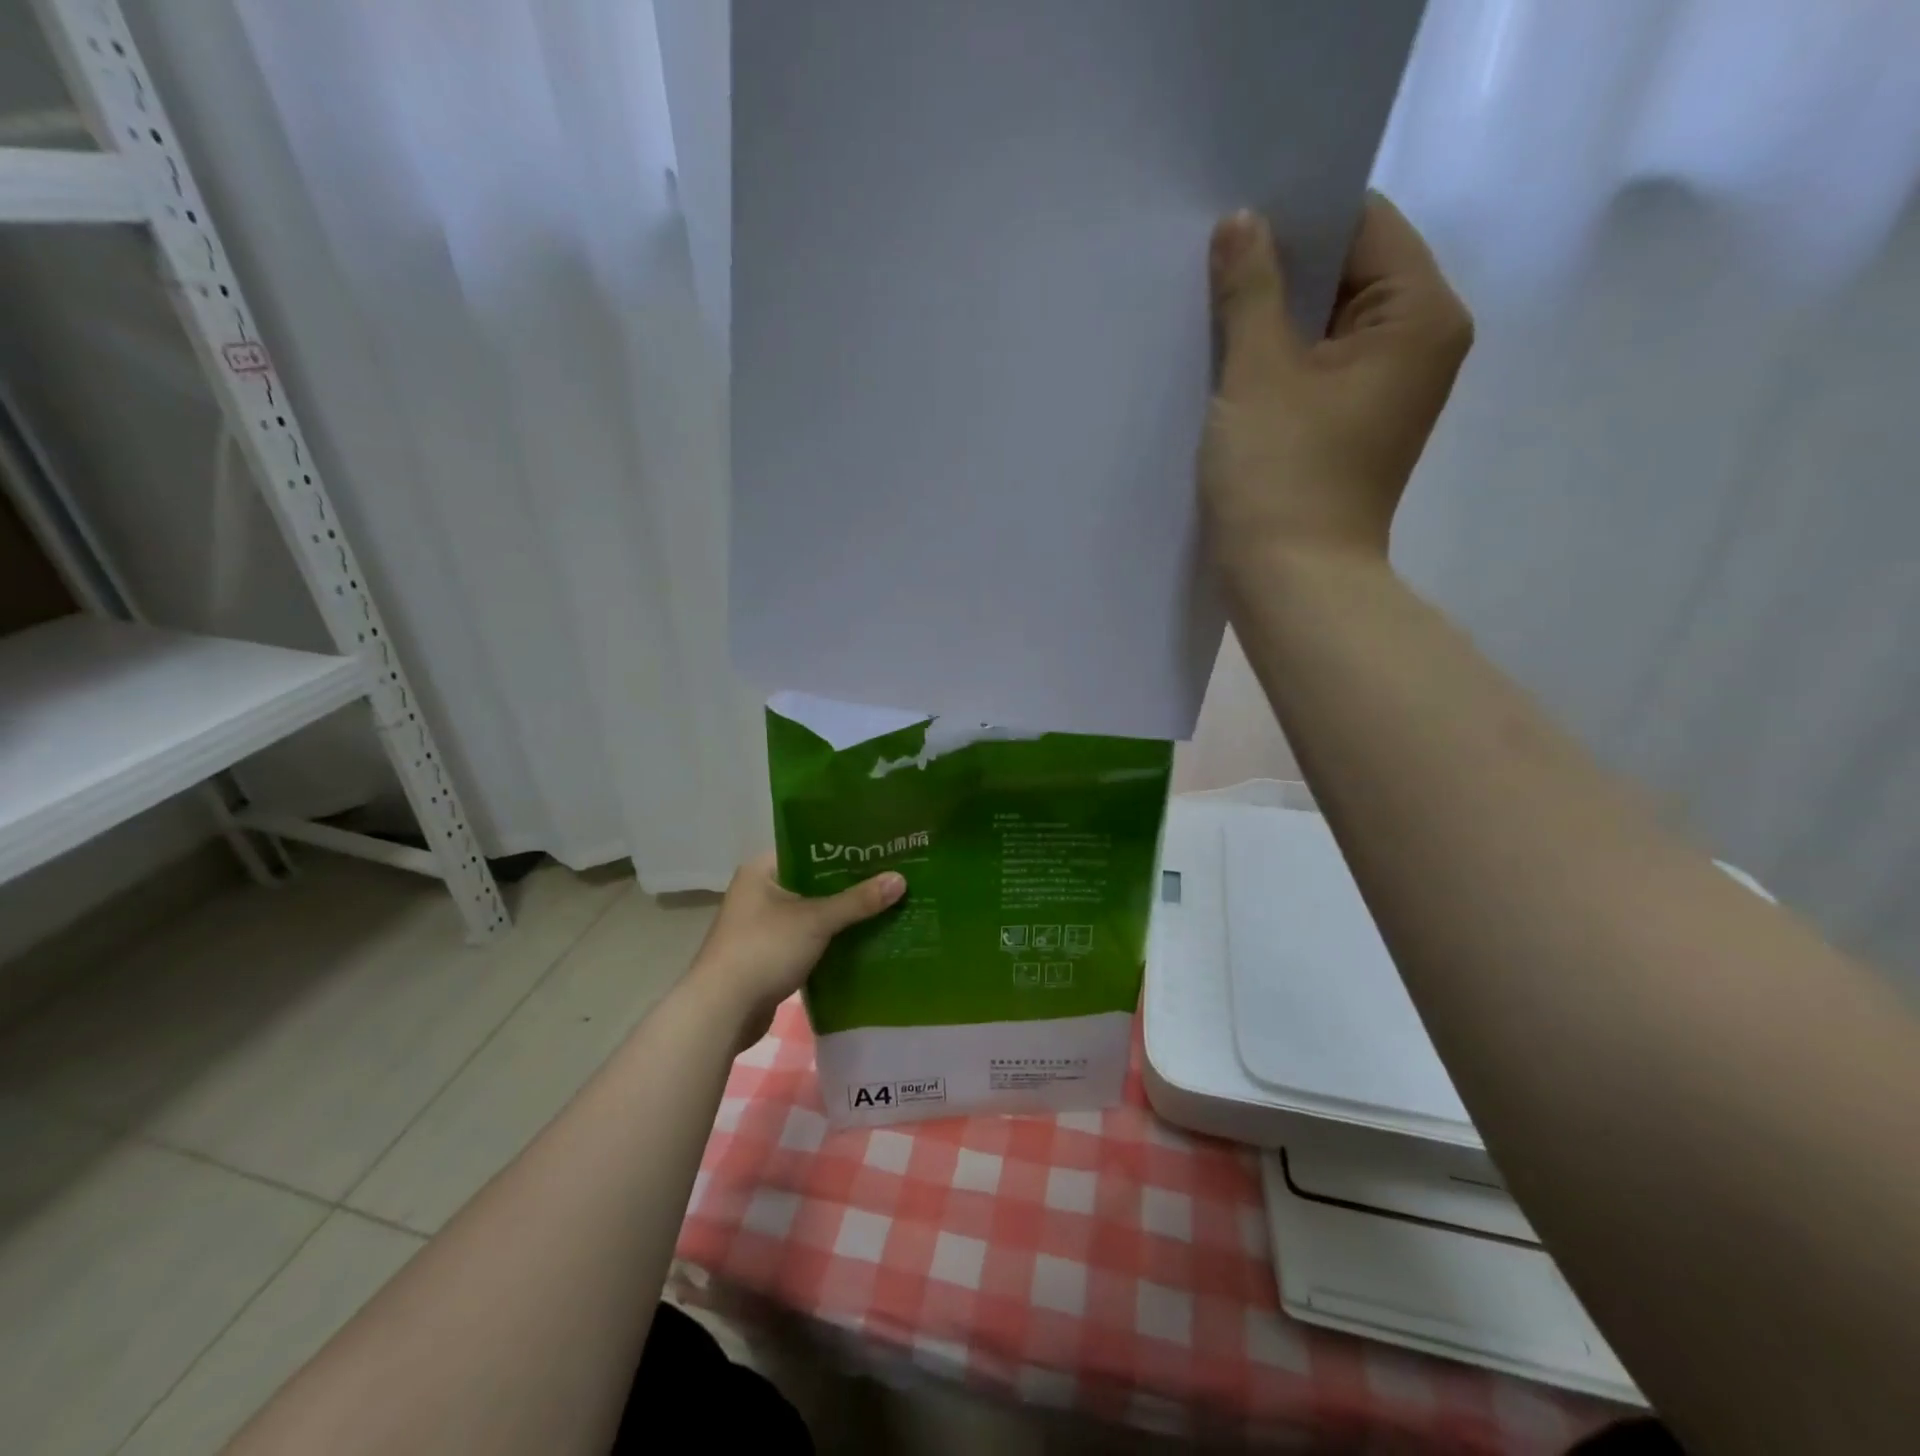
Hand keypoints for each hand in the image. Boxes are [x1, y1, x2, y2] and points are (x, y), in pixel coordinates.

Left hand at [687, 853, 904, 1048]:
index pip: (809, 847)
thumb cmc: (763, 950)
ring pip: (813, 911)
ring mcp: (763, 925)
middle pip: (814, 880)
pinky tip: (864, 938)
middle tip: (891, 877)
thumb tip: (901, 879)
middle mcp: (760, 892)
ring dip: (843, 914)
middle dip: (850, 884)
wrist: (722, 1011)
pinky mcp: (770, 955)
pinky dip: (832, 939)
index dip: (844, 849)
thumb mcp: (816, 920)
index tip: (879, 849)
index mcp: (762, 870)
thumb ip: (858, 900)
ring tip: (886, 905)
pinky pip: (808, 938)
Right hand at [1200, 195, 1472, 586]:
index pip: (1362, 223)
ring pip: (1325, 326)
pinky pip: (1315, 370)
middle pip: (1346, 273)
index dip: (1296, 216)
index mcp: (1419, 314)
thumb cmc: (1280, 478)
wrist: (1290, 585)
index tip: (1233, 220)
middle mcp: (1419, 343)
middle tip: (1211, 265)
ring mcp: (1387, 390)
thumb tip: (1241, 222)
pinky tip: (1229, 366)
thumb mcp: (1257, 374)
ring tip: (1211, 314)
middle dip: (1280, 271)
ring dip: (1272, 321)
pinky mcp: (1353, 427)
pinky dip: (1277, 363)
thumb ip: (1250, 289)